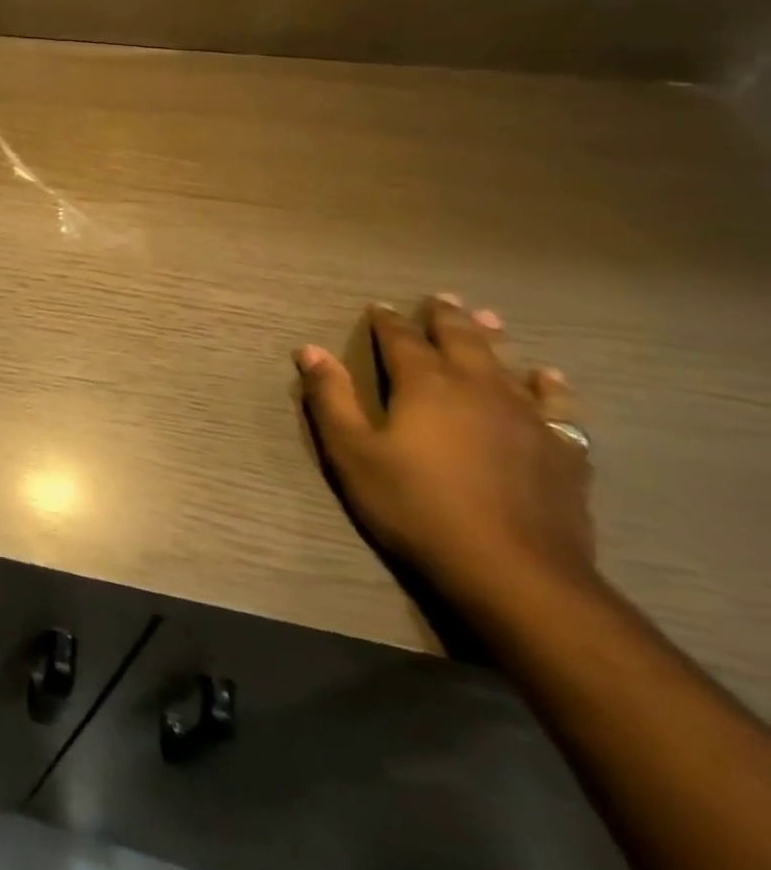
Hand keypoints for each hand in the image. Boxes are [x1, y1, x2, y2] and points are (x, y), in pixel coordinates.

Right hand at [297, 296, 595, 618]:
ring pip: (509, 365)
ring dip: (495, 339)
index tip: (379, 307)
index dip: (388, 322)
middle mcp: (478, 389)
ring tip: (490, 319)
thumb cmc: (416, 506)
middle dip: (447, 318)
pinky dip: (550, 387)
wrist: (514, 572)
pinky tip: (548, 378)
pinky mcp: (561, 451)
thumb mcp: (352, 453)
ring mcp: (526, 419)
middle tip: (440, 297)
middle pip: (462, 341)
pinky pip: (558, 407)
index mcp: (425, 385)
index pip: (402, 340)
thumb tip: (309, 350)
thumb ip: (330, 398)